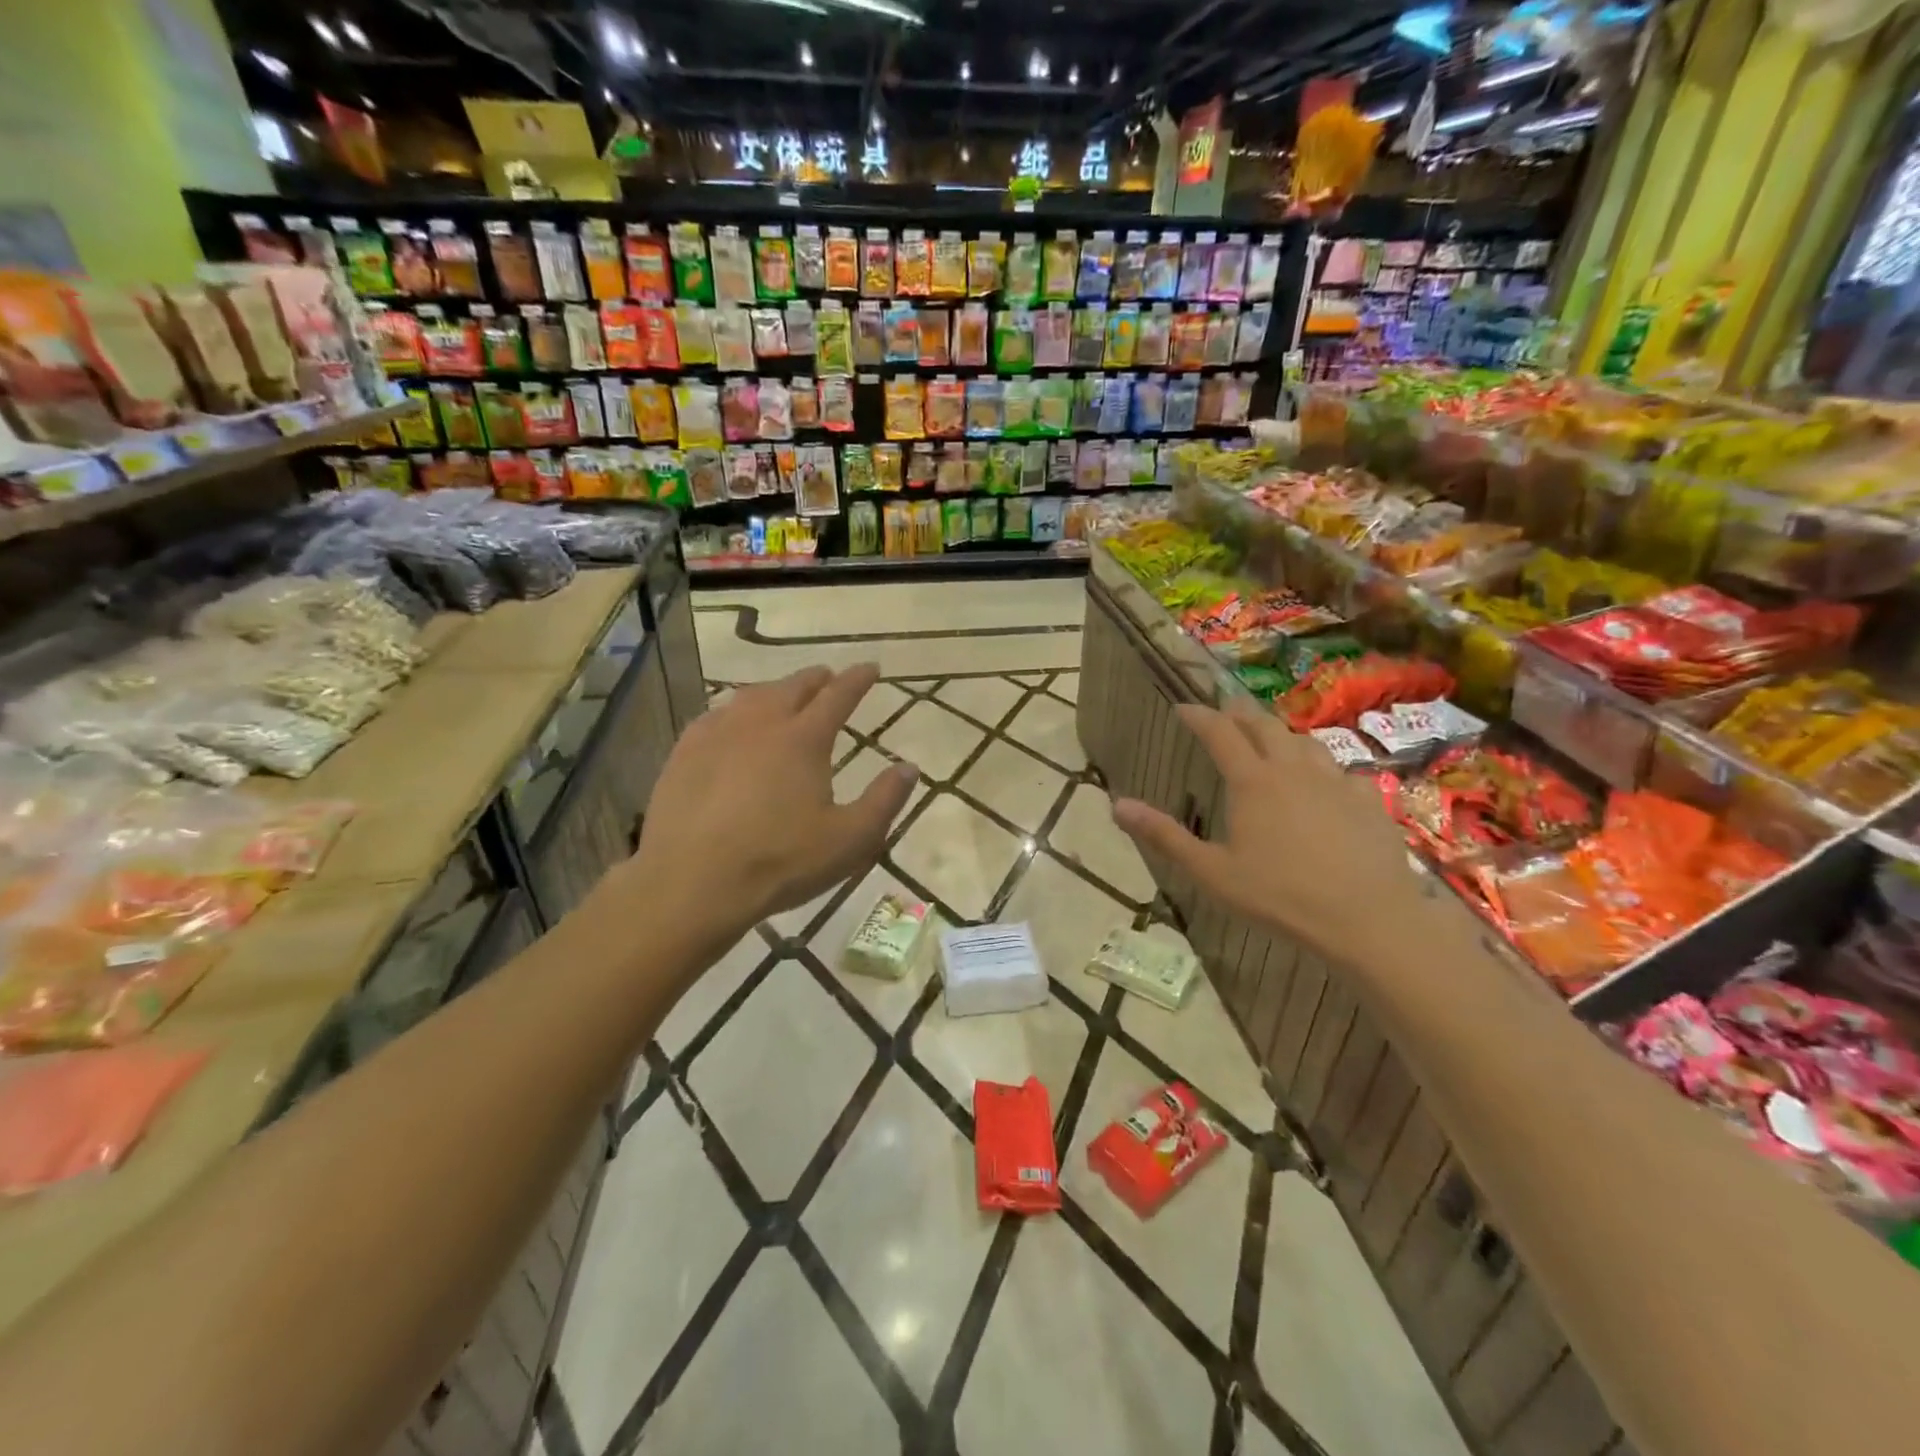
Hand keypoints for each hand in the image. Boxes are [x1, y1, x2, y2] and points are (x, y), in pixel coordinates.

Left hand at [615, 665, 916, 955]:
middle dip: (816, 679)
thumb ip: (884, 801)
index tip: (870, 668)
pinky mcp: (684, 754)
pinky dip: (734, 710)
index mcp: (804, 739)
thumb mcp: (850, 840)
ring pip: (751, 697)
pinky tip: (731, 722)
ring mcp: (717, 734)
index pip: (838, 696)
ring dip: (775, 690)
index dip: (858, 679)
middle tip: (828, 676)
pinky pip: (715, 716)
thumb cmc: (780, 862)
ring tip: (784, 694)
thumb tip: (909, 767)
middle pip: (792, 687)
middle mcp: (761, 723)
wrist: (692, 882)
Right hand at [1110, 697, 1420, 968]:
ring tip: (1272, 739)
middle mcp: (1293, 769)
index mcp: (1252, 782)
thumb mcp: (1211, 872)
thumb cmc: (1280, 896)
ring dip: (1281, 734)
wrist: (1367, 918)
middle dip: (1240, 714)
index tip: (1182, 708)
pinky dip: (1323, 767)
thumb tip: (1117, 805)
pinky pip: (1341, 771)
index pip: (1219, 733)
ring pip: (1305, 743)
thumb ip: (1164, 836)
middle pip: (1264, 726)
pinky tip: (1326, 783)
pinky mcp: (1367, 801)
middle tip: (1225, 710)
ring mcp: (1335, 782)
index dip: (1199, 716)